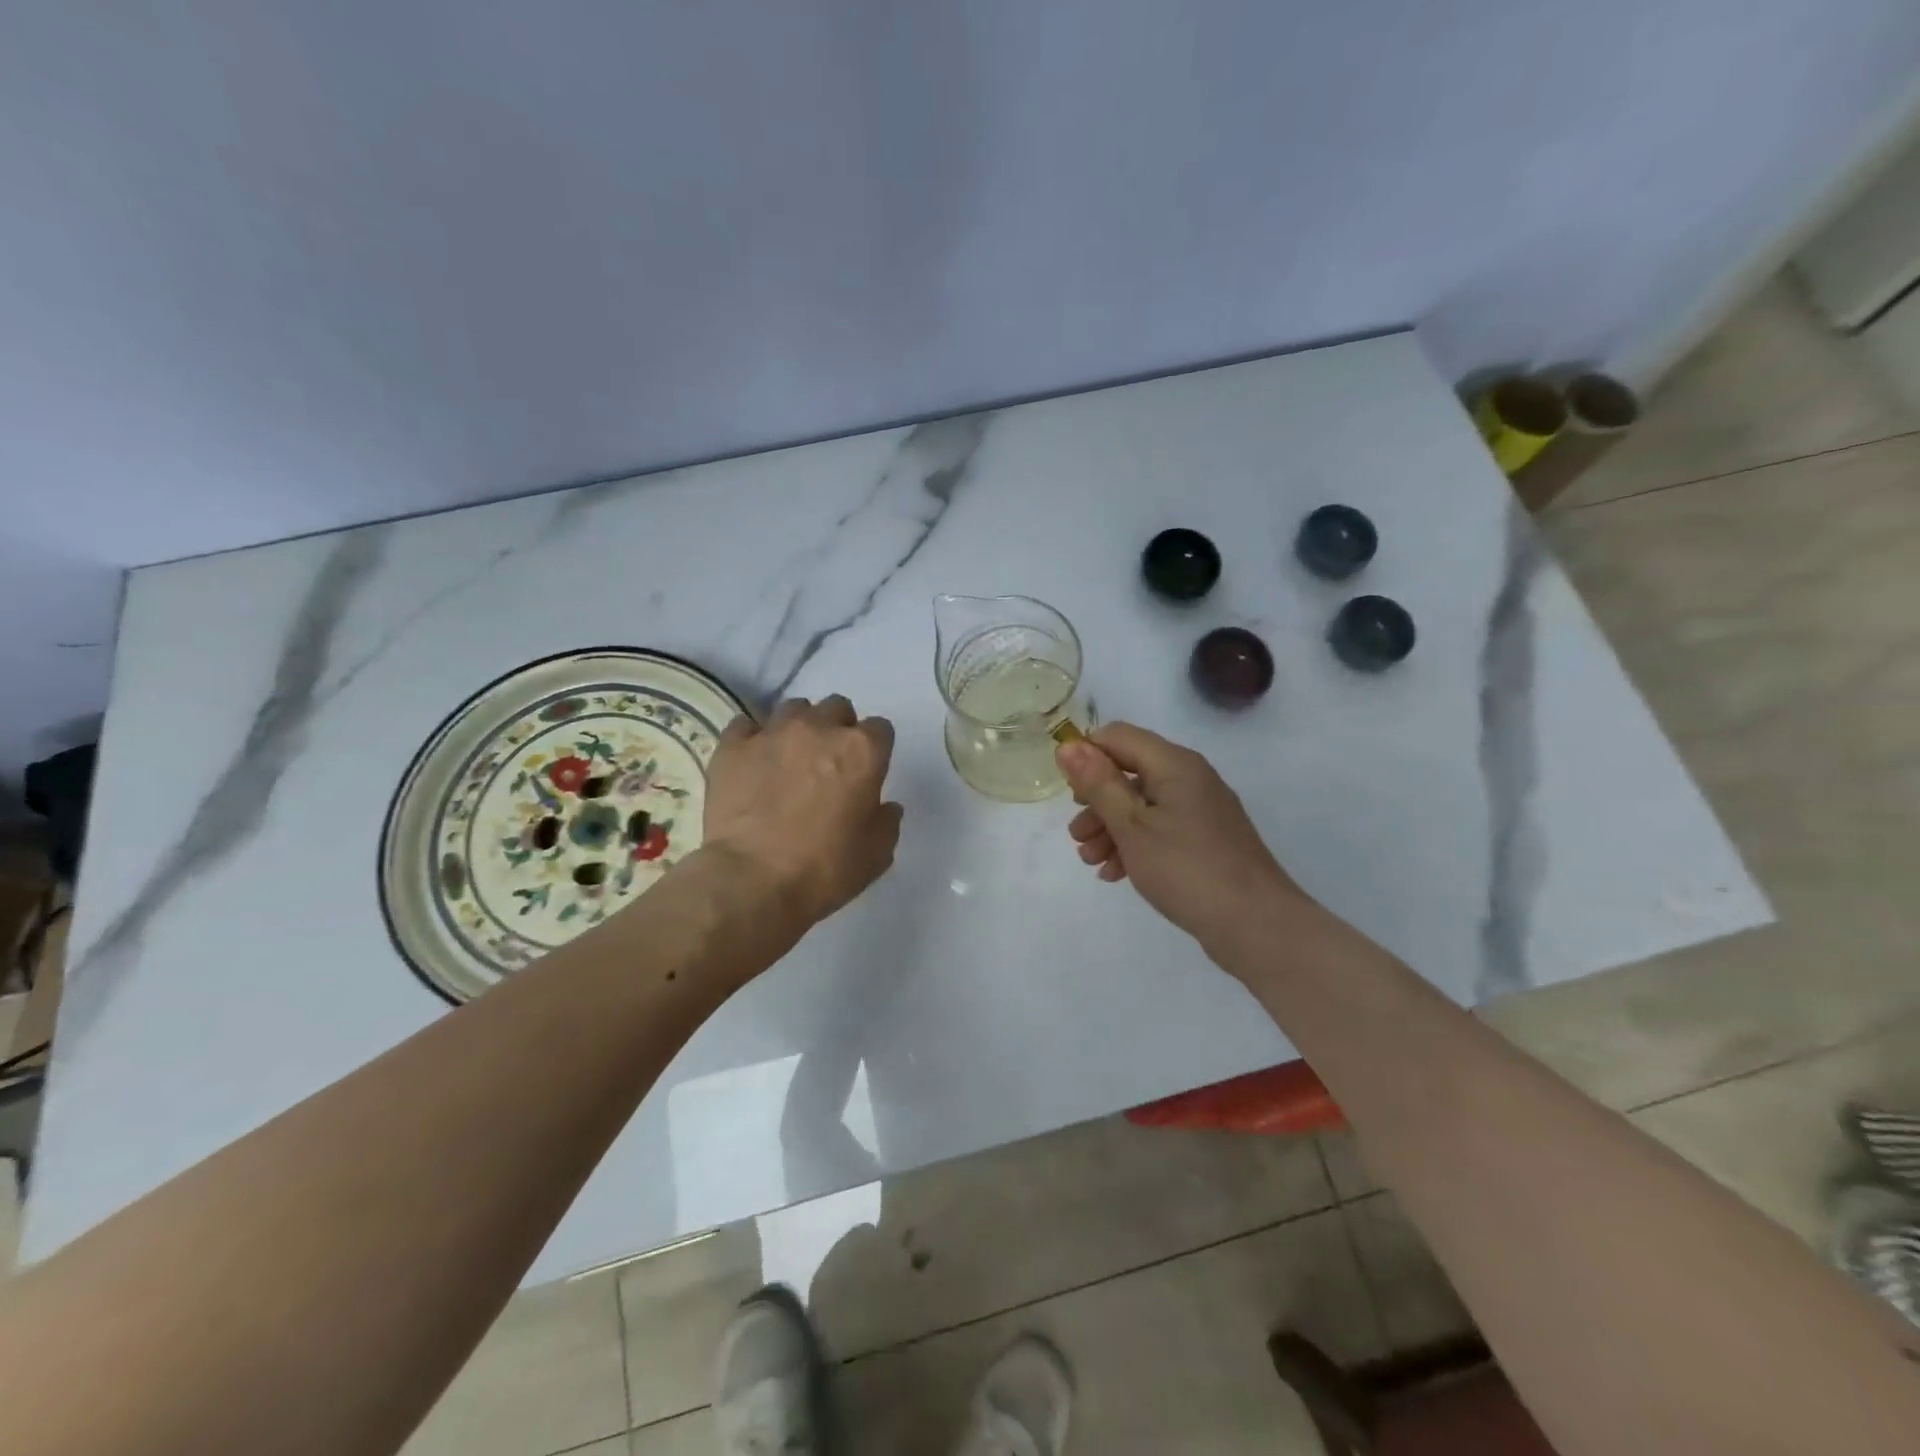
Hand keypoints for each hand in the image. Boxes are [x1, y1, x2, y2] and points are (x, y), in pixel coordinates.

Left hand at [704, 695, 902, 929]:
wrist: (751, 882)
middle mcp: (819, 729)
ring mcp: (773, 733)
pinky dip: (753, 739)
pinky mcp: (733, 746)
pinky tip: (753, 763)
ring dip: (798, 728)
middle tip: (829, 763)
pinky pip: (746, 726)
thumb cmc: (824, 870)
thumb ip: (887, 821)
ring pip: (793, 709)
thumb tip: (884, 806)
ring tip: (789, 759)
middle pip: (837, 708)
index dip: (875, 750)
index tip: (866, 772)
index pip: (880, 729)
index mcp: (862, 751)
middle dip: (838, 729)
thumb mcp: (876, 855)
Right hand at [1057, 723, 1305, 950]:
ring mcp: (1202, 810)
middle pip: (1130, 772)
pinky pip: (1161, 829)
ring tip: (1090, 860)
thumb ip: (1099, 784)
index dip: (1087, 756)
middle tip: (1076, 834)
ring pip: (1143, 804)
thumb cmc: (1186, 869)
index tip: (1067, 792)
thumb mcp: (1132, 826)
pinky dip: (1135, 843)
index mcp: (1174, 764)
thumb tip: (1068, 746)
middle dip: (1096, 800)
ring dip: (1111, 827)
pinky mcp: (1206, 840)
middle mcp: (1190, 777)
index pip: (1118, 736)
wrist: (1256, 925)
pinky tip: (1115, 873)